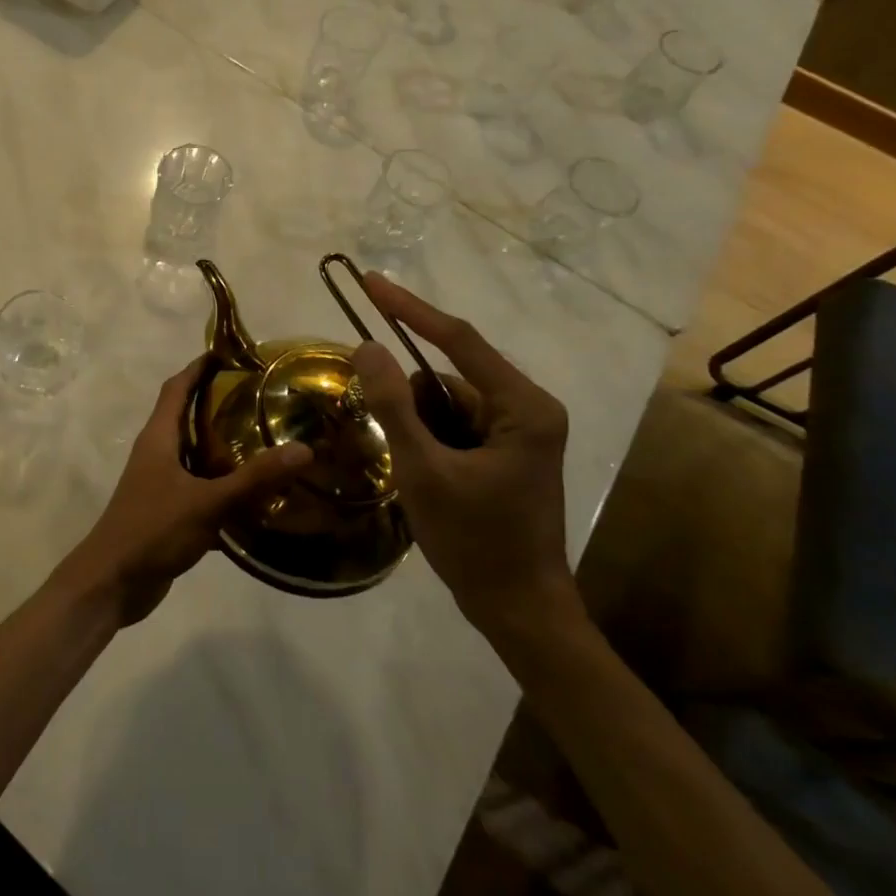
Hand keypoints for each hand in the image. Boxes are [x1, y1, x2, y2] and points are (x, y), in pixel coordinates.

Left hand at [55, 356, 309, 625]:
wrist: (112, 583)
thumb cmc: (152, 529)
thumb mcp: (206, 502)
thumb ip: (253, 479)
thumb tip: (303, 449)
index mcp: (158, 437)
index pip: (176, 387)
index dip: (198, 368)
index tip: (229, 353)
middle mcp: (157, 453)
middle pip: (186, 417)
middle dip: (217, 404)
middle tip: (259, 397)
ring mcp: (160, 483)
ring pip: (194, 455)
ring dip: (222, 447)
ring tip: (263, 440)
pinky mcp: (167, 511)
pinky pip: (199, 488)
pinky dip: (222, 487)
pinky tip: (254, 497)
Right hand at [348, 272, 583, 646]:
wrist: (520, 612)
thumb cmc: (476, 542)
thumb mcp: (424, 471)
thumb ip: (393, 404)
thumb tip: (367, 345)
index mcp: (524, 406)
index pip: (458, 340)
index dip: (409, 309)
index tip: (370, 283)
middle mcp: (528, 408)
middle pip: (450, 376)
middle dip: (411, 400)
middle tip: (392, 437)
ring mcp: (519, 430)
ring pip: (447, 402)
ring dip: (417, 424)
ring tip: (416, 473)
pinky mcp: (506, 450)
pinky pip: (453, 424)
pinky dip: (428, 438)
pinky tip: (424, 476)